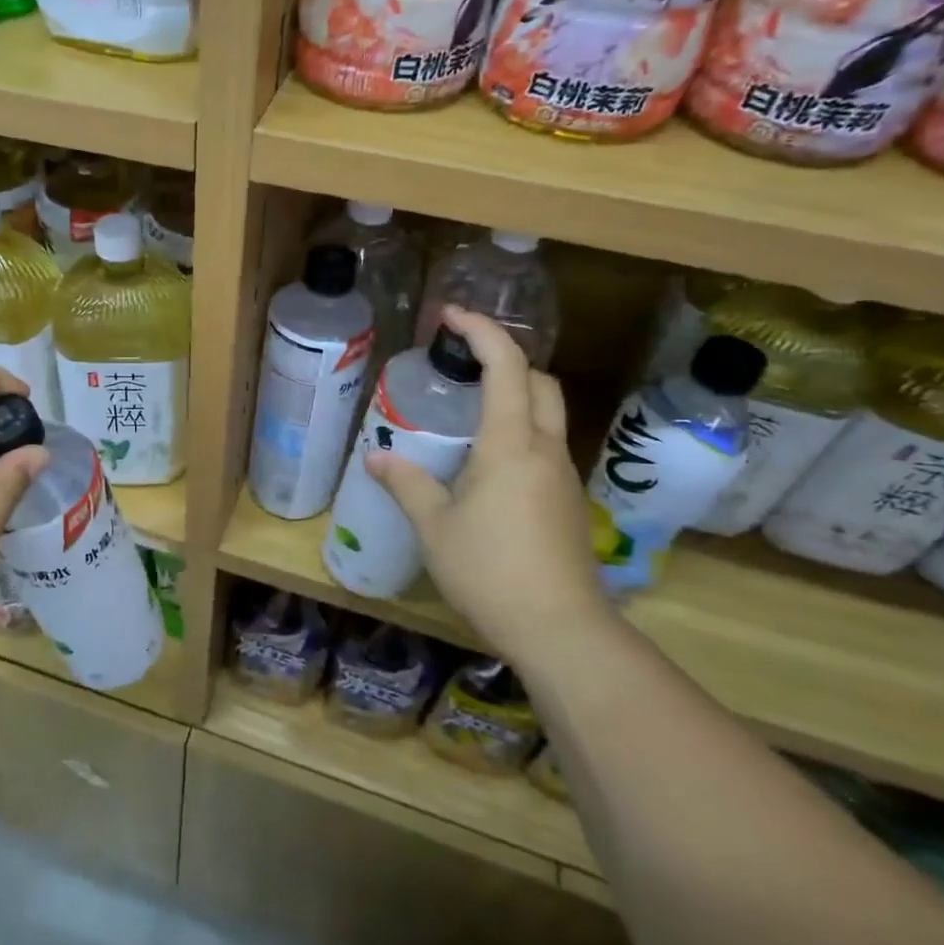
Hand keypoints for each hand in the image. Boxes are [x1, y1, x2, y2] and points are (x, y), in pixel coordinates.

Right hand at [365, 307, 613, 668]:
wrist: (559, 628)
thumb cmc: (490, 570)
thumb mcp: (434, 526)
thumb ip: (406, 484)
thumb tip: (375, 459)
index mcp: (511, 444)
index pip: (506, 366)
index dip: (481, 331)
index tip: (451, 316)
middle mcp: (545, 449)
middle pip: (539, 381)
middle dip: (505, 358)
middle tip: (462, 362)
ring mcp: (563, 475)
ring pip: (548, 413)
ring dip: (515, 394)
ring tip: (469, 408)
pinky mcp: (568, 501)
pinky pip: (546, 445)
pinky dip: (521, 429)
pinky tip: (488, 461)